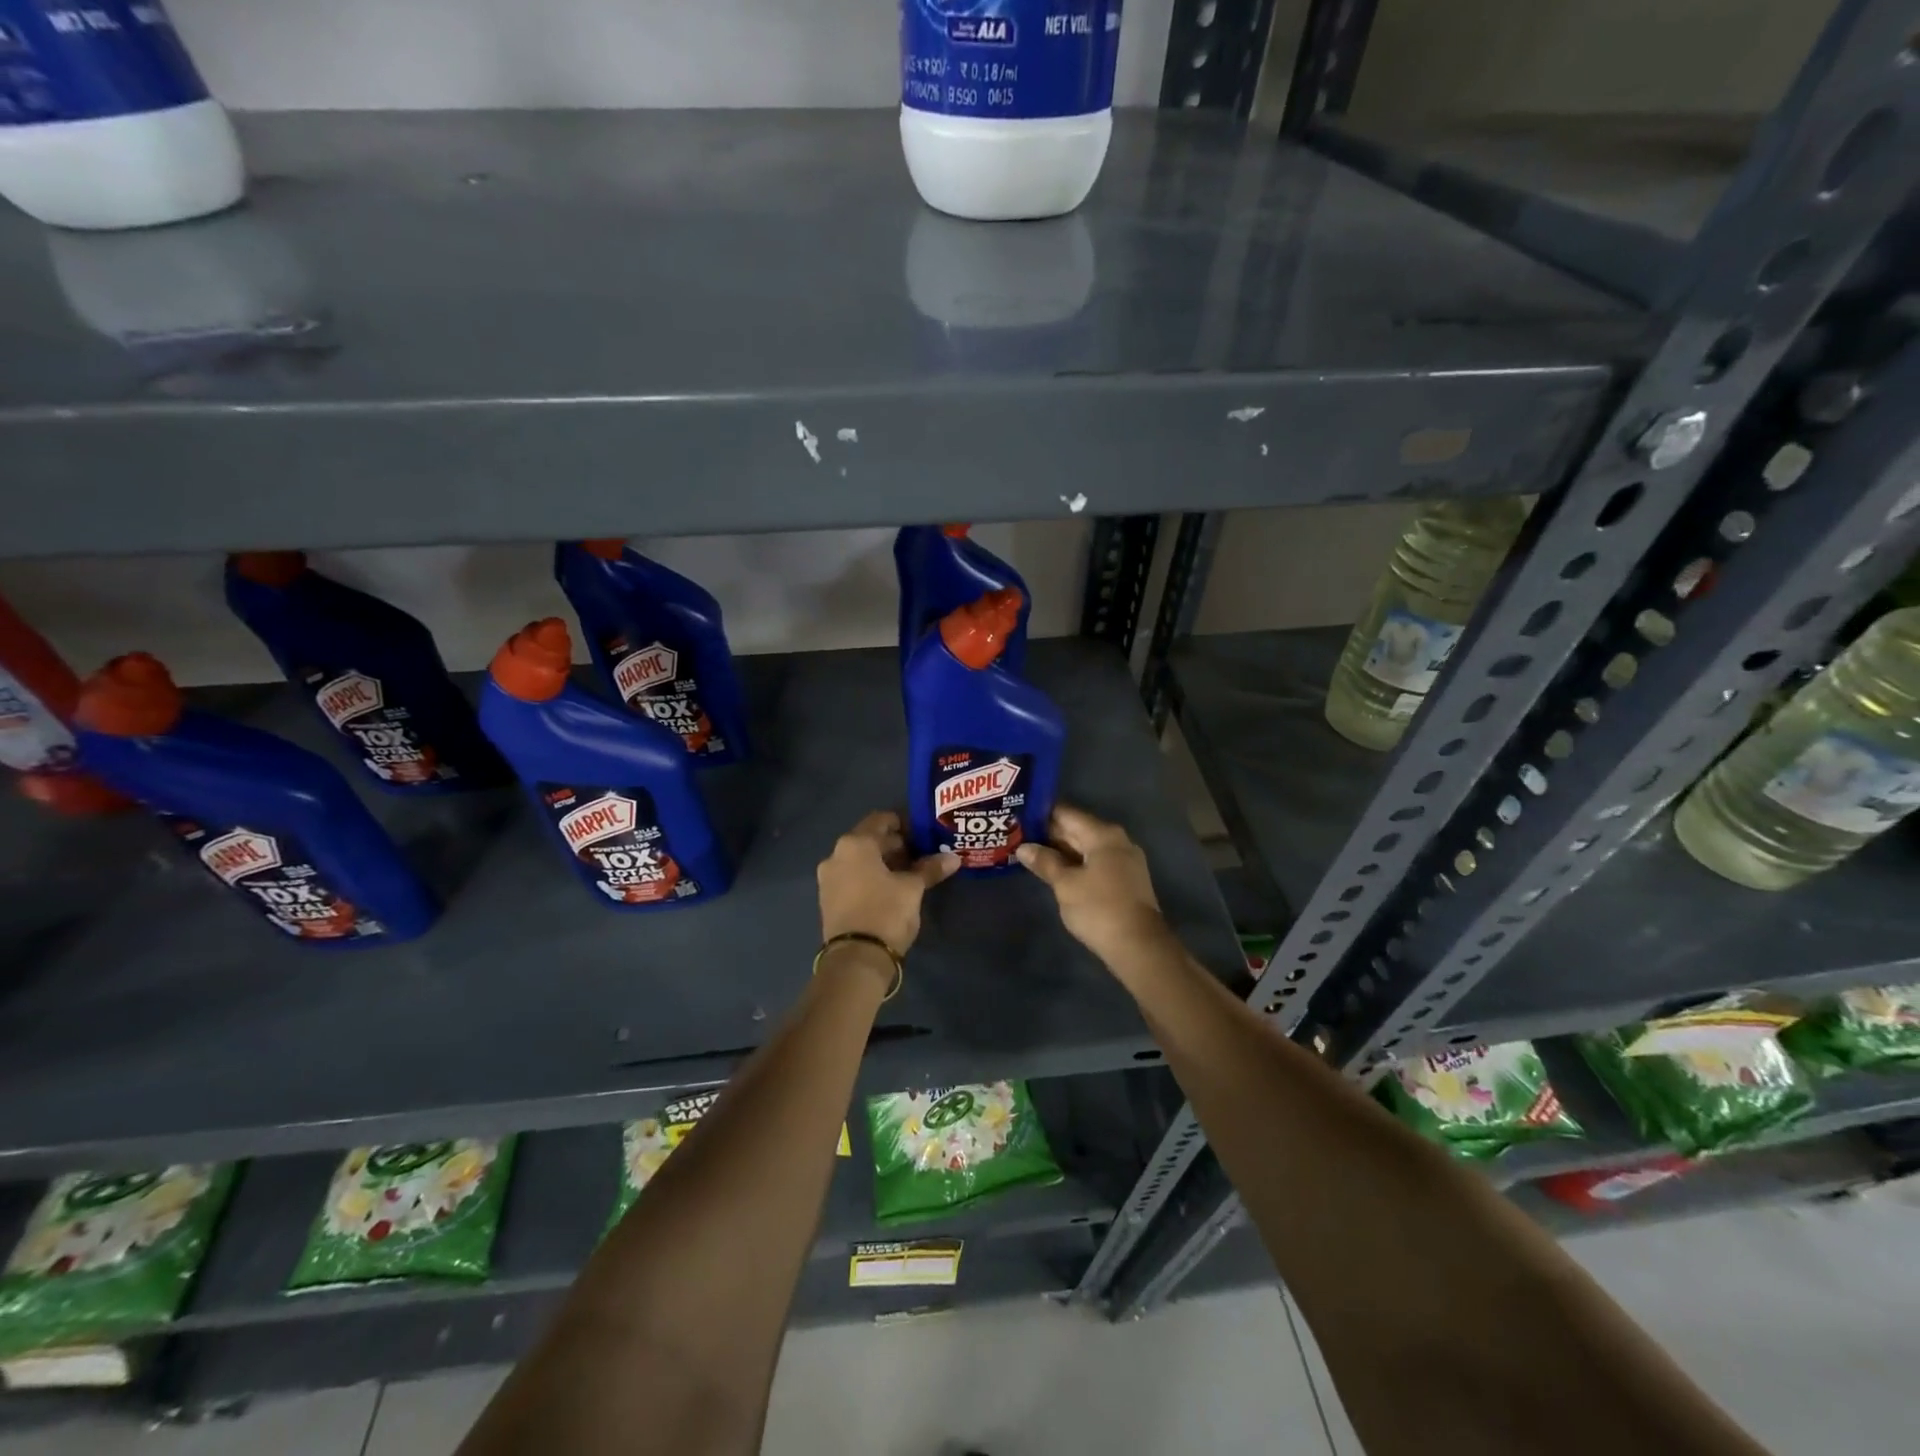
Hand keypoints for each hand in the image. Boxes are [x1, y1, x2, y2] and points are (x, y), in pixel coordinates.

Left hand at [817, 811, 959, 954]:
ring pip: (860, 860)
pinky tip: (890, 889)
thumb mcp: (912, 888)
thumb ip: (930, 868)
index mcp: (855, 844)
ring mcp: (828, 878)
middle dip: (895, 846)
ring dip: (883, 863)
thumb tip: (953, 858)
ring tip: (909, 874)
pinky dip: (870, 877)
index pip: (881, 820)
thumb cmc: (885, 912)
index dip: (904, 824)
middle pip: (869, 840)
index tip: (922, 835)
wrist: (855, 960)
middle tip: (920, 855)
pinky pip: (852, 877)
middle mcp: (836, 855)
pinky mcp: (828, 899)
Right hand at [1015, 805, 1169, 965]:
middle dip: (1049, 833)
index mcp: (1103, 834)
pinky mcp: (1126, 879)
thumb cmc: (1099, 909)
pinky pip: (1095, 862)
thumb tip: (1024, 847)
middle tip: (1017, 835)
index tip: (1018, 817)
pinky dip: (1075, 863)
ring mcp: (1124, 860)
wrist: (1139, 946)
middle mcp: (1117, 840)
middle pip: (1077, 829)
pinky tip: (1055, 871)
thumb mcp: (1065, 884)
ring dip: (1061, 850)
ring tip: (1030, 852)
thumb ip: (1045, 862)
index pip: (1066, 813)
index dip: (1041, 814)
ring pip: (1086, 847)